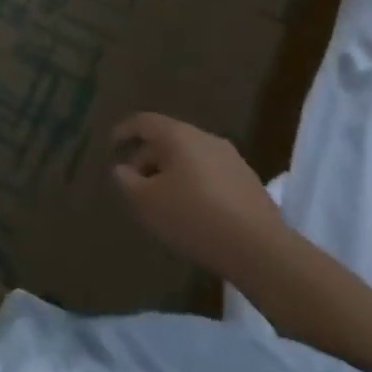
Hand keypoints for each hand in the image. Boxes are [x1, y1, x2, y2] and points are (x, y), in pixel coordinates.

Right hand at [111, 113, 284, 280]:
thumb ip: (127, 181)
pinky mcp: (248, 181)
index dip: (124, 131)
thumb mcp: (147, 202)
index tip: (112, 147)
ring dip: (171, 171)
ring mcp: (231, 158)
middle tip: (134, 182)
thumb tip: (122, 169)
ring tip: (162, 198)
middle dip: (147, 157)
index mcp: (178, 135)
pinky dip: (193, 183)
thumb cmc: (193, 217)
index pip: (143, 122)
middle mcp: (205, 138)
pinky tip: (192, 209)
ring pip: (190, 156)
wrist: (260, 249)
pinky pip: (210, 172)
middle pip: (168, 139)